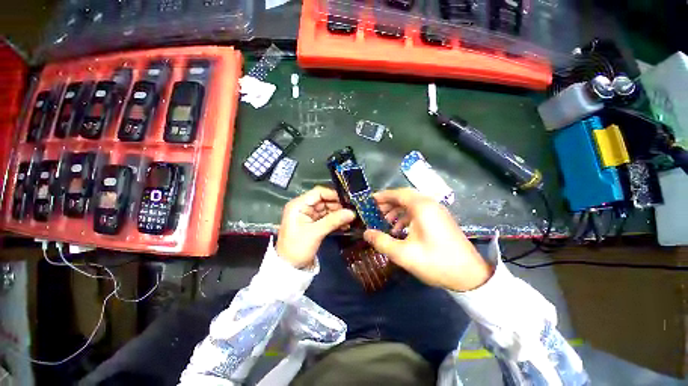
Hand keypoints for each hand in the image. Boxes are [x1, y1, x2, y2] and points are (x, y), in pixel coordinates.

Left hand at [277, 186, 355, 268]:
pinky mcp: (314, 223)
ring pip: (327, 209)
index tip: (348, 200)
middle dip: (338, 206)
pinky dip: (336, 221)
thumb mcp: (315, 233)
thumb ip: (333, 220)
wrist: (290, 268)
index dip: (333, 195)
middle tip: (352, 211)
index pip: (318, 192)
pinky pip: (327, 218)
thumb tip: (352, 212)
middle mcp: (304, 207)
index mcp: (299, 205)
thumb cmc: (297, 248)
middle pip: (324, 200)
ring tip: (351, 219)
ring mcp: (309, 215)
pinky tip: (346, 225)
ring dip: (339, 214)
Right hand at [363, 188, 493, 291]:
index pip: (398, 194)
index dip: (382, 196)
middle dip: (388, 203)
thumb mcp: (403, 254)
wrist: (470, 276)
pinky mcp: (440, 219)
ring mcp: (437, 211)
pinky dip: (406, 217)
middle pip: (404, 197)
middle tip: (375, 211)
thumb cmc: (435, 262)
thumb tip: (366, 233)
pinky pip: (419, 212)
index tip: (370, 201)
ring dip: (397, 210)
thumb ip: (382, 242)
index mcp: (422, 207)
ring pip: (411, 204)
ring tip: (385, 222)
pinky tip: (400, 230)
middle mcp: (430, 204)